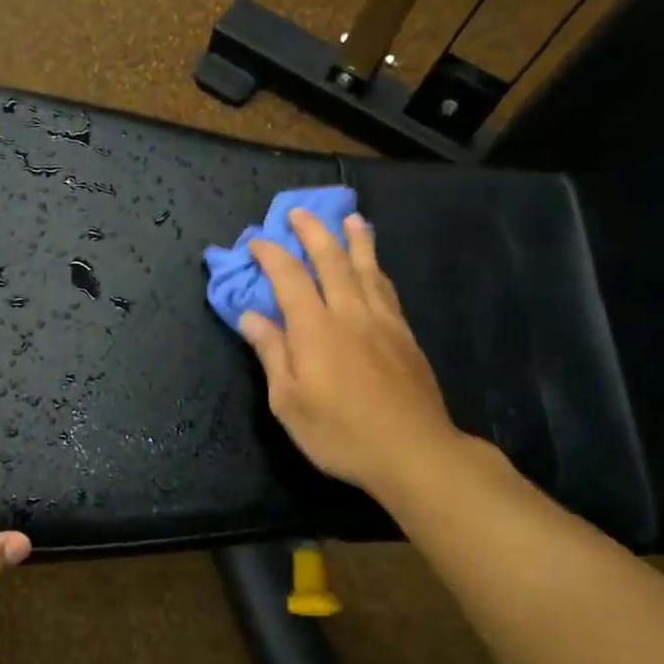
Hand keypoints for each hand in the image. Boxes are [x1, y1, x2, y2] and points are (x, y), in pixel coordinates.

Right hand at [239, 208, 466, 501]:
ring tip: (351, 219)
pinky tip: (376, 266)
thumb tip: (250, 316)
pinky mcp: (405, 336)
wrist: (412, 451)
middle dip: (314, 233)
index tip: (257, 240)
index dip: (272, 255)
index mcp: (315, 329)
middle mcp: (349, 314)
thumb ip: (272, 354)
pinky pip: (387, 289)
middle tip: (300, 212)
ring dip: (355, 241)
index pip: (289, 278)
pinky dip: (377, 269)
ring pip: (367, 269)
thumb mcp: (288, 402)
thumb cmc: (339, 433)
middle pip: (332, 261)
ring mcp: (382, 322)